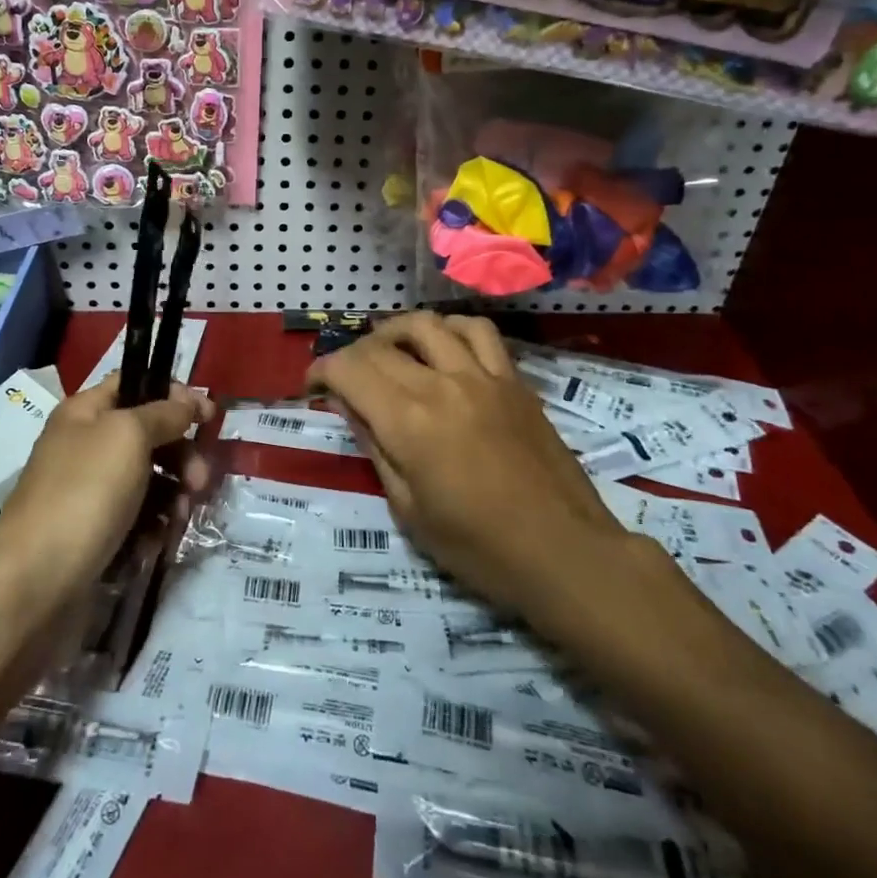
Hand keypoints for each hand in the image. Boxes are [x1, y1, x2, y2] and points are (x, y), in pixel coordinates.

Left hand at [0, 377, 214, 598]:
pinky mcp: (97, 534)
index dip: (174, 394)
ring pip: (150, 480)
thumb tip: (191, 402)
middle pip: (150, 435)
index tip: (209, 416)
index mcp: (86, 413)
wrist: (34, 583)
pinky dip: (153, 527)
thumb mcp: (128, 436)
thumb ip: (164, 413)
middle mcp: (87, 446)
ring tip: (178, 519)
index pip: (136, 385)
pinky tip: (155, 543)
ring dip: (174, 495)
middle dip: (181, 455)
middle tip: (199, 480)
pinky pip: (139, 519)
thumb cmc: (84, 493)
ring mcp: (91, 492)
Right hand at [305, 313, 623, 621]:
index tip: (313, 385)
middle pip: (381, 346)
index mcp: (408, 422)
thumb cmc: (479, 548)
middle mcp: (441, 385)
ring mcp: (482, 376)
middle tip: (344, 378)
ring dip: (395, 331)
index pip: (350, 370)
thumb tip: (349, 406)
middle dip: (350, 356)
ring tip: (388, 350)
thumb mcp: (408, 510)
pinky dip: (451, 329)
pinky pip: (479, 332)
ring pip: (427, 325)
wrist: (563, 552)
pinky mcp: (513, 380)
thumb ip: (374, 448)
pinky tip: (443, 345)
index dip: (322, 371)